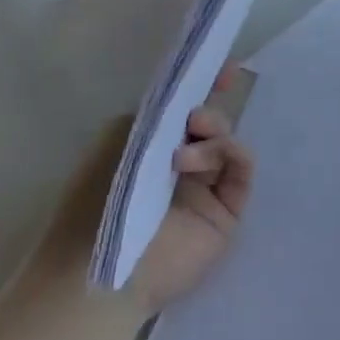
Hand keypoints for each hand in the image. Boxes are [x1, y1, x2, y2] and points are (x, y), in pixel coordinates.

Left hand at [124, 70, 253, 315]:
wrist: (101, 269)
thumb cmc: (97, 201)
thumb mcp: (120, 140)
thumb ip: (157, 114)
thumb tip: (192, 106)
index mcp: (150, 148)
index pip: (184, 111)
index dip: (206, 87)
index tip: (225, 70)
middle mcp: (179, 166)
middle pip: (211, 123)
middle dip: (208, 110)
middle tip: (194, 119)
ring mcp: (205, 189)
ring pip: (228, 142)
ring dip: (214, 134)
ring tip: (187, 149)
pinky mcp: (227, 211)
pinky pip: (242, 169)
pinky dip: (231, 152)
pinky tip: (203, 162)